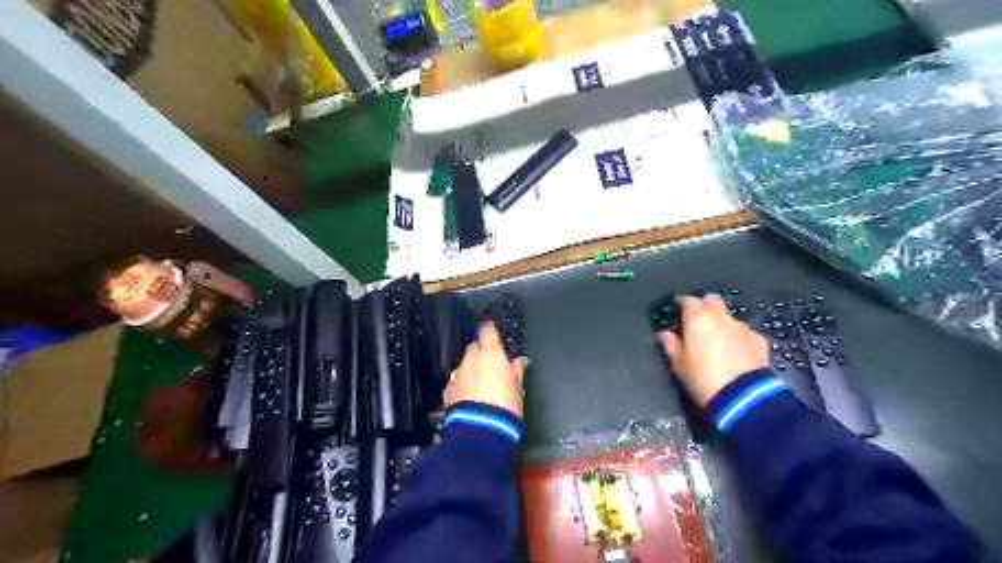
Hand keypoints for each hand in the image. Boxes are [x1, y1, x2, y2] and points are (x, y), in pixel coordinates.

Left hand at [441, 321, 527, 418]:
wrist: (481, 429)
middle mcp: (472, 360)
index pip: (487, 330)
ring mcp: (458, 374)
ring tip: (480, 385)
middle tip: (491, 366)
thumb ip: (517, 369)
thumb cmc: (505, 405)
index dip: (489, 330)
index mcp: (491, 354)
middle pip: (474, 347)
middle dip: (481, 353)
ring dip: (471, 370)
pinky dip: (463, 385)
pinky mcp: (449, 390)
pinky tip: (470, 397)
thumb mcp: (518, 387)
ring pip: (464, 365)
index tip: (492, 333)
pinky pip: (457, 382)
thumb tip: (520, 360)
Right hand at [658, 295, 769, 405]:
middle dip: (705, 308)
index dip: (682, 304)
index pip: (687, 300)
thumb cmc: (702, 378)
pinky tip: (737, 354)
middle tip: (699, 324)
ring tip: (718, 343)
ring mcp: (742, 327)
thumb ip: (670, 345)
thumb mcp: (678, 364)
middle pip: (712, 301)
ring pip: (729, 318)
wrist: (742, 397)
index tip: (678, 312)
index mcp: (697, 318)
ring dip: (722, 325)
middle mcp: (720, 317)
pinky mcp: (759, 340)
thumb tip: (665, 334)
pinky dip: (739, 339)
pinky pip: (744, 334)